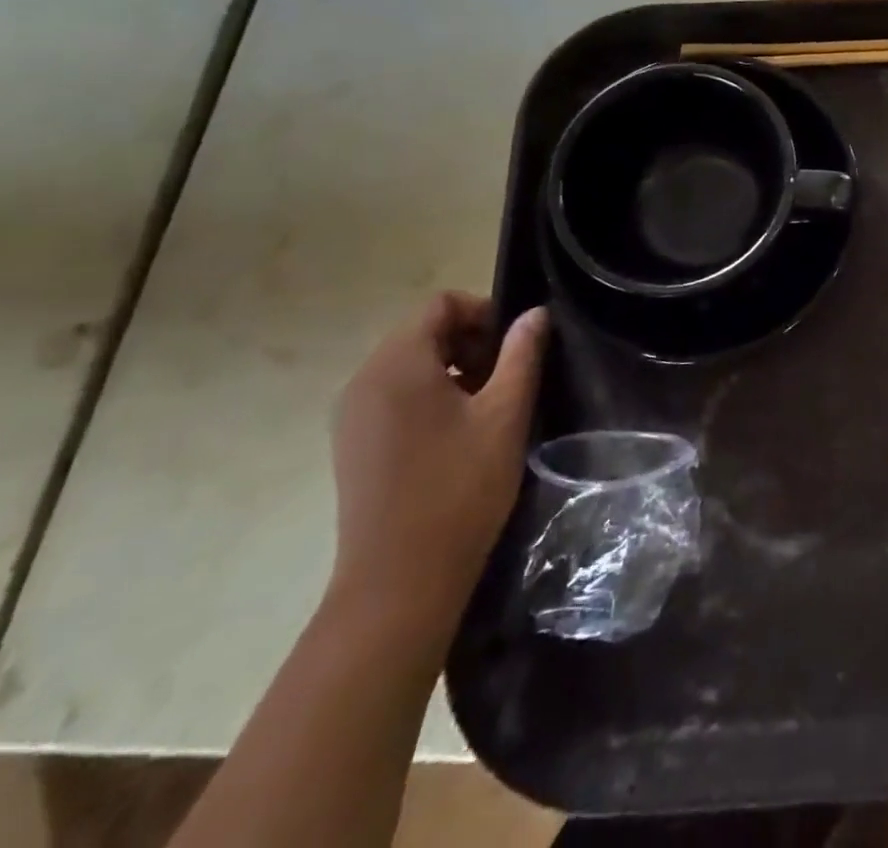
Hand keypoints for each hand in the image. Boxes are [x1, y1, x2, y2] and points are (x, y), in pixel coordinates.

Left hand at [327, 294, 546, 642]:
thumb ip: (522, 355)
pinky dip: (431, 396)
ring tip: (489, 407)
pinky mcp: (353, 444)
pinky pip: (395, 396)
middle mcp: (364, 381)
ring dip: (454, 370)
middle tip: (509, 378)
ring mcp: (352, 416)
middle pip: (423, 332)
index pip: (440, 305)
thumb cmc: (459, 488)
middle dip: (472, 342)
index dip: (485, 312)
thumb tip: (535, 315)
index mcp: (397, 365)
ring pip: (410, 365)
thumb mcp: (505, 414)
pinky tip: (459, 434)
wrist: (399, 582)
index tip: (516, 345)